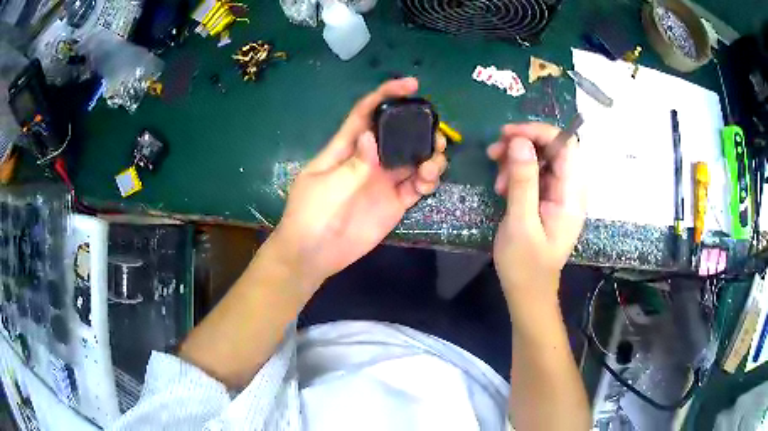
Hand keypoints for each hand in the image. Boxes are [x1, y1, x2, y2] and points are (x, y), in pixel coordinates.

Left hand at [265, 78, 446, 297]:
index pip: (367, 113)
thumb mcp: (325, 184)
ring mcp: (384, 180)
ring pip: (413, 158)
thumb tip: (370, 137)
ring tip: (433, 162)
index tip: (411, 85)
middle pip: (399, 134)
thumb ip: (353, 163)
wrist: (314, 253)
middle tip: (435, 134)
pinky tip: (428, 181)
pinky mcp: (395, 202)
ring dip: (429, 154)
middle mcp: (370, 159)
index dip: (387, 95)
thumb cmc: (310, 213)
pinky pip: (417, 186)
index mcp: (347, 147)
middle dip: (419, 128)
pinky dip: (428, 180)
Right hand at [487, 123, 585, 311]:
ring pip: (542, 158)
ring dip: (517, 158)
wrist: (528, 292)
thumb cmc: (525, 265)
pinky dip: (517, 172)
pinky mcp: (549, 199)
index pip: (566, 145)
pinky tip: (502, 185)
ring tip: (496, 178)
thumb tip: (519, 142)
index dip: (539, 132)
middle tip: (494, 152)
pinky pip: (536, 172)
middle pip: (554, 148)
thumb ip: (523, 181)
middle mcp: (571, 189)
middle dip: (524, 143)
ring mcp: (560, 194)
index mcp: (572, 195)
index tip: (508, 135)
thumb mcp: (520, 223)